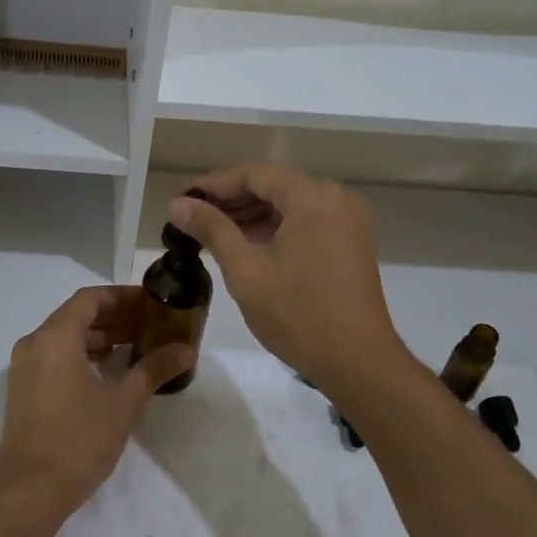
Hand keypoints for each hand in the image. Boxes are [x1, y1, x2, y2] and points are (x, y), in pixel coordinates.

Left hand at [0, 287, 195, 525]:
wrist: (29, 491)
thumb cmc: (78, 439)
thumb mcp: (124, 403)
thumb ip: (154, 369)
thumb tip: (187, 349)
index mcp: (55, 336)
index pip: (90, 298)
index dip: (122, 296)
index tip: (151, 303)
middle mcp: (34, 343)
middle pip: (76, 315)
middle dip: (113, 317)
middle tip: (149, 325)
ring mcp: (24, 368)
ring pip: (64, 337)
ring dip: (98, 337)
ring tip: (133, 347)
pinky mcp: (23, 391)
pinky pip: (54, 357)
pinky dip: (81, 355)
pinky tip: (106, 373)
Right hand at [169, 162, 404, 394]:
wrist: (359, 363)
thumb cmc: (299, 316)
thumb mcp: (246, 272)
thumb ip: (212, 230)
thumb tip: (177, 204)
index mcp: (313, 198)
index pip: (254, 173)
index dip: (214, 184)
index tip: (181, 200)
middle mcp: (336, 198)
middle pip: (273, 184)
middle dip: (230, 199)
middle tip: (190, 217)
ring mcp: (347, 220)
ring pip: (289, 203)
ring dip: (250, 213)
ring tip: (210, 231)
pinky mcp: (350, 241)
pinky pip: (305, 220)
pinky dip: (274, 227)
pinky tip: (244, 243)